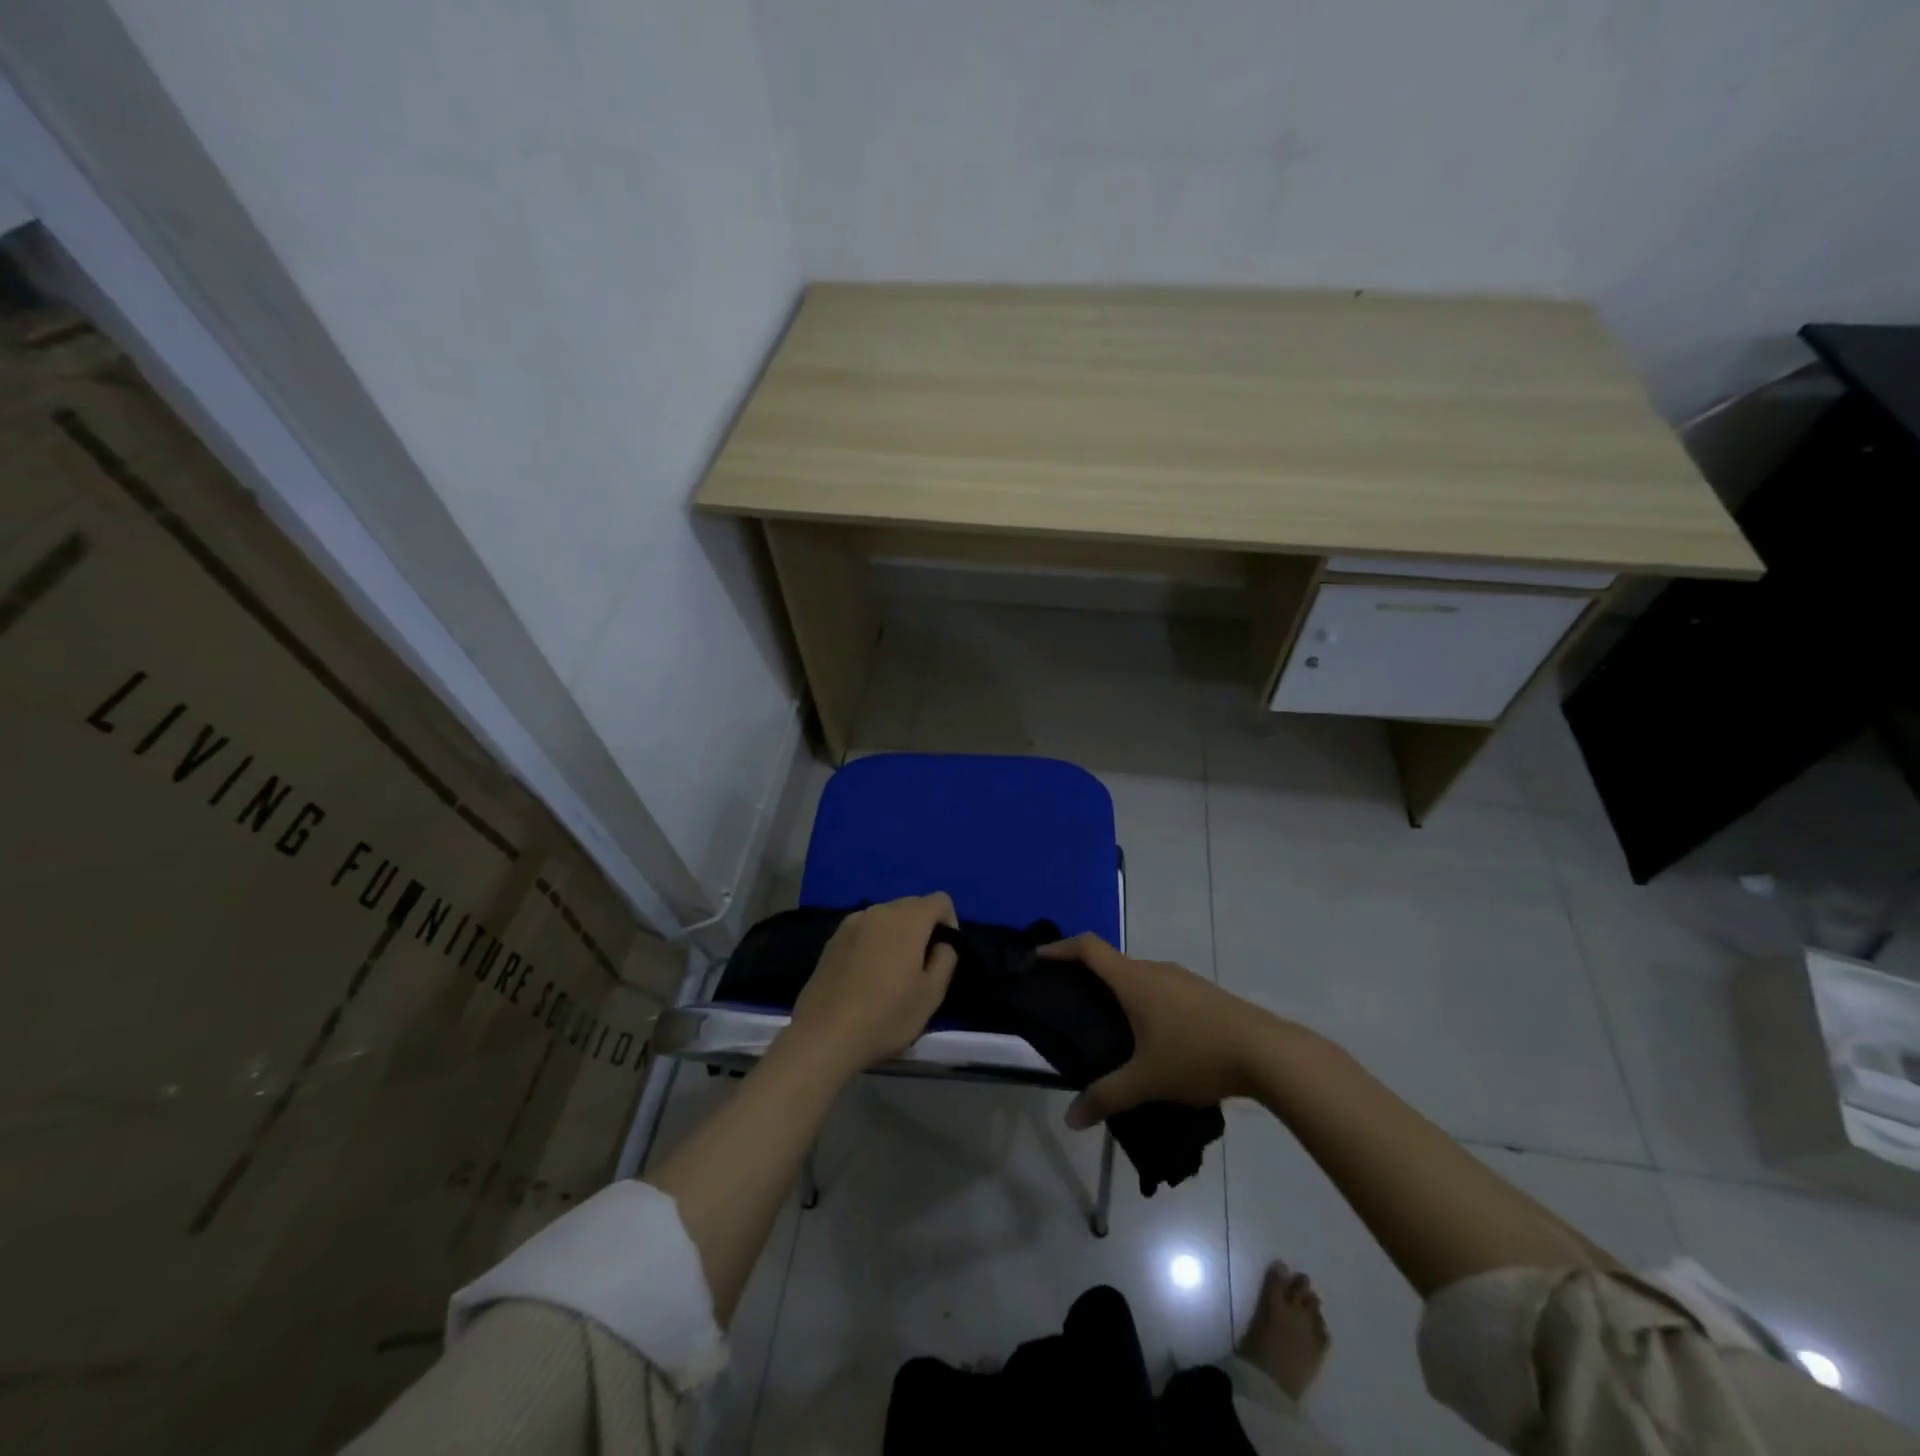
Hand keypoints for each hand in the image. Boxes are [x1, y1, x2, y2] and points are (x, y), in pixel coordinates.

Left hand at [786, 894, 959, 1076]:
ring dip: (896, 937)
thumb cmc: (885, 1016)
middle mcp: (877, 911)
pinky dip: (873, 945)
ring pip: (886, 919)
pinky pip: (864, 932)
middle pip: (912, 906)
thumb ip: (946, 958)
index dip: (949, 924)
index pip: (940, 900)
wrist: (823, 1037)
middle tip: (919, 970)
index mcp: (906, 918)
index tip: (942, 956)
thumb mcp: (931, 994)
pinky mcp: (831, 940)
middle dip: (922, 930)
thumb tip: (941, 944)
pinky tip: (865, 979)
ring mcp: (850, 923)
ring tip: (891, 976)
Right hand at [1038, 933, 1282, 1128]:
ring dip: (1120, 991)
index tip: (1039, 956)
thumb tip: (1071, 1119)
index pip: (1088, 948)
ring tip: (1110, 1025)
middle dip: (1088, 977)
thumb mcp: (1147, 1080)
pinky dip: (1145, 1001)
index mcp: (1134, 980)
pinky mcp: (1204, 993)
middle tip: (1071, 1003)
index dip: (1060, 948)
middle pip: (1112, 962)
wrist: (1268, 1052)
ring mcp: (1183, 979)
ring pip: (1140, 977)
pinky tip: (1153, 1037)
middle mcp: (1155, 969)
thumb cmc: (1197, 1055)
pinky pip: (1162, 988)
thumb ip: (1107, 1097)